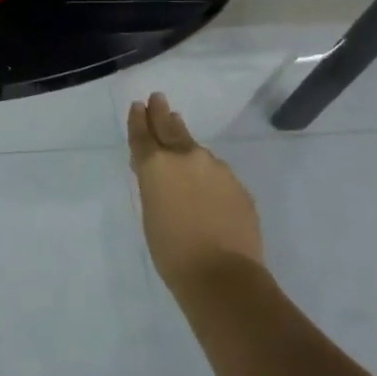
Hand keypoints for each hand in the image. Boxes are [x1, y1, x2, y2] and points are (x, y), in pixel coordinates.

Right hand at [127, 92, 263, 293]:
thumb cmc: (171, 250)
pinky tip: (205, 186)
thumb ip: (153, 184)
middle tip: (158, 98)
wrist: (222, 276)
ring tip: (180, 138)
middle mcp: (187, 157)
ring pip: (196, 151)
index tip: (138, 105)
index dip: (138, 119)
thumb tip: (159, 171)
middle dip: (162, 113)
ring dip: (186, 144)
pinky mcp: (238, 186)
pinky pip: (217, 173)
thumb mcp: (150, 212)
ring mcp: (217, 169)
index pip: (143, 134)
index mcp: (157, 164)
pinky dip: (207, 173)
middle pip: (171, 128)